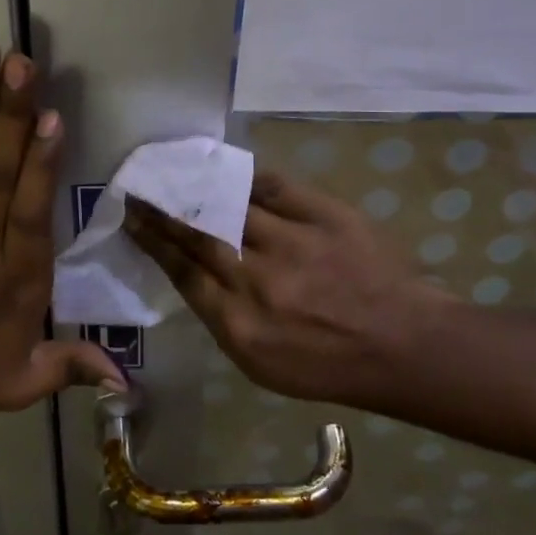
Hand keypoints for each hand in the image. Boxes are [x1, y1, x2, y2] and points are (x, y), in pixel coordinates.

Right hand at [124, 168, 438, 406]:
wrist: (403, 345)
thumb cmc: (328, 366)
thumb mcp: (260, 363)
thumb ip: (220, 318)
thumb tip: (192, 274)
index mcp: (239, 323)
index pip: (182, 271)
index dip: (152, 241)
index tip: (132, 219)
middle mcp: (258, 279)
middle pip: (198, 235)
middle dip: (162, 209)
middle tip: (138, 187)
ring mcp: (293, 242)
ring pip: (230, 206)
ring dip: (195, 188)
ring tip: (173, 172)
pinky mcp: (325, 215)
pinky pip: (275, 186)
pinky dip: (247, 176)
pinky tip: (226, 168)